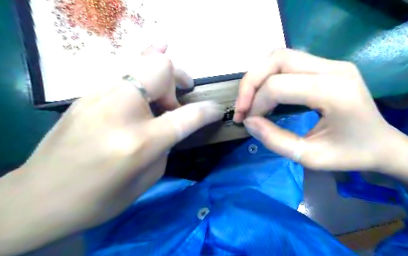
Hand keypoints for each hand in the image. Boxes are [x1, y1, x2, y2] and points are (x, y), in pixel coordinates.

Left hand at [0, 45, 223, 253]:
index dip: (208, 111)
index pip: (186, 116)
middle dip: (180, 76)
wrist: (38, 198)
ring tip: (170, 81)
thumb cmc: (99, 199)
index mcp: (140, 142)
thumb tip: (170, 124)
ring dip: (162, 68)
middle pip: (160, 70)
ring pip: (140, 61)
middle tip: (184, 91)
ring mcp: (99, 98)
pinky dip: (142, 64)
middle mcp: (120, 112)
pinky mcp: (86, 95)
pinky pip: (123, 69)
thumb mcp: (147, 179)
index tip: (217, 110)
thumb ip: (165, 146)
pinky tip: (150, 60)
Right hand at [235, 48, 395, 171]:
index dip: (256, 103)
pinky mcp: (328, 65)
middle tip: (242, 107)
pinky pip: (290, 62)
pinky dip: (270, 75)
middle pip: (277, 59)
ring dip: (259, 76)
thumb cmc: (351, 155)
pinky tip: (266, 93)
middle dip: (251, 83)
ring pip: (281, 56)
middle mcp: (334, 68)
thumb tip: (249, 122)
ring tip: (251, 100)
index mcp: (335, 92)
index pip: (279, 85)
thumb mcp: (310, 157)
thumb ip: (275, 140)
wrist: (383, 145)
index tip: (247, 121)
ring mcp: (333, 63)